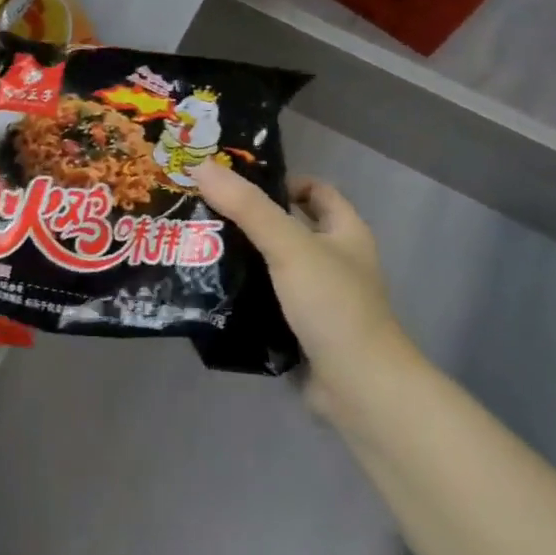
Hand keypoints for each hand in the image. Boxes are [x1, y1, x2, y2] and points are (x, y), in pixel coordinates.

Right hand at [192, 160, 419, 419]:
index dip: (281, 181)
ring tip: (195, 245)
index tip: (235, 182)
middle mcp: (334, 261)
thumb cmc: (333, 305)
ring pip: (272, 265)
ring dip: (240, 257)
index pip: (315, 191)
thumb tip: (202, 165)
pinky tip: (208, 289)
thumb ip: (247, 207)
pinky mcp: (300, 329)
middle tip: (202, 210)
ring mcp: (318, 298)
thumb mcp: (289, 246)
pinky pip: (265, 300)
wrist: (360, 388)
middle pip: (288, 226)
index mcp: (344, 233)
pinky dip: (241, 293)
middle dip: (247, 218)